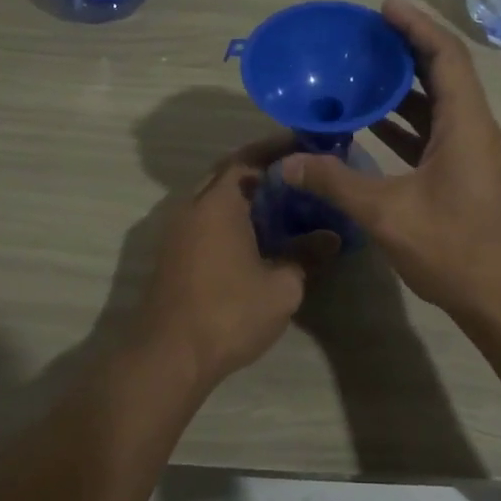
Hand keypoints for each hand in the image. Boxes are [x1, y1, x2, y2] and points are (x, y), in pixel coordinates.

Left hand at [136, 136, 339, 389]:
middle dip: (261, 167)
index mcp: (218, 203)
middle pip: (228, 173)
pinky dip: (230, 214)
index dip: (277, 149)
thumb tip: (330, 237)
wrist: (169, 355)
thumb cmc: (229, 313)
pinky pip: (205, 218)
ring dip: (243, 192)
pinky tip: (255, 232)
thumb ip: (306, 254)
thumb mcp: (282, 286)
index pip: (248, 158)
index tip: (305, 145)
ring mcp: (177, 230)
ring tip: (282, 199)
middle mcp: (192, 206)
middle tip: (297, 171)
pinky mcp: (173, 253)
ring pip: (214, 196)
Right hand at [280, 0, 500, 326]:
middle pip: (445, 74)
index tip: (384, 7)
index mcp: (467, 125)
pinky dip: (409, 125)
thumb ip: (337, 183)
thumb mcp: (389, 215)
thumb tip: (288, 162)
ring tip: (364, 74)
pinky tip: (375, 129)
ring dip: (407, 89)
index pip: (446, 57)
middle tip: (367, 37)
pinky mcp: (471, 178)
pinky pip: (438, 136)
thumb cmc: (457, 251)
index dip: (416, 26)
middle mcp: (477, 131)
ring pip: (441, 107)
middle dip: (408, 51)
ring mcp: (477, 156)